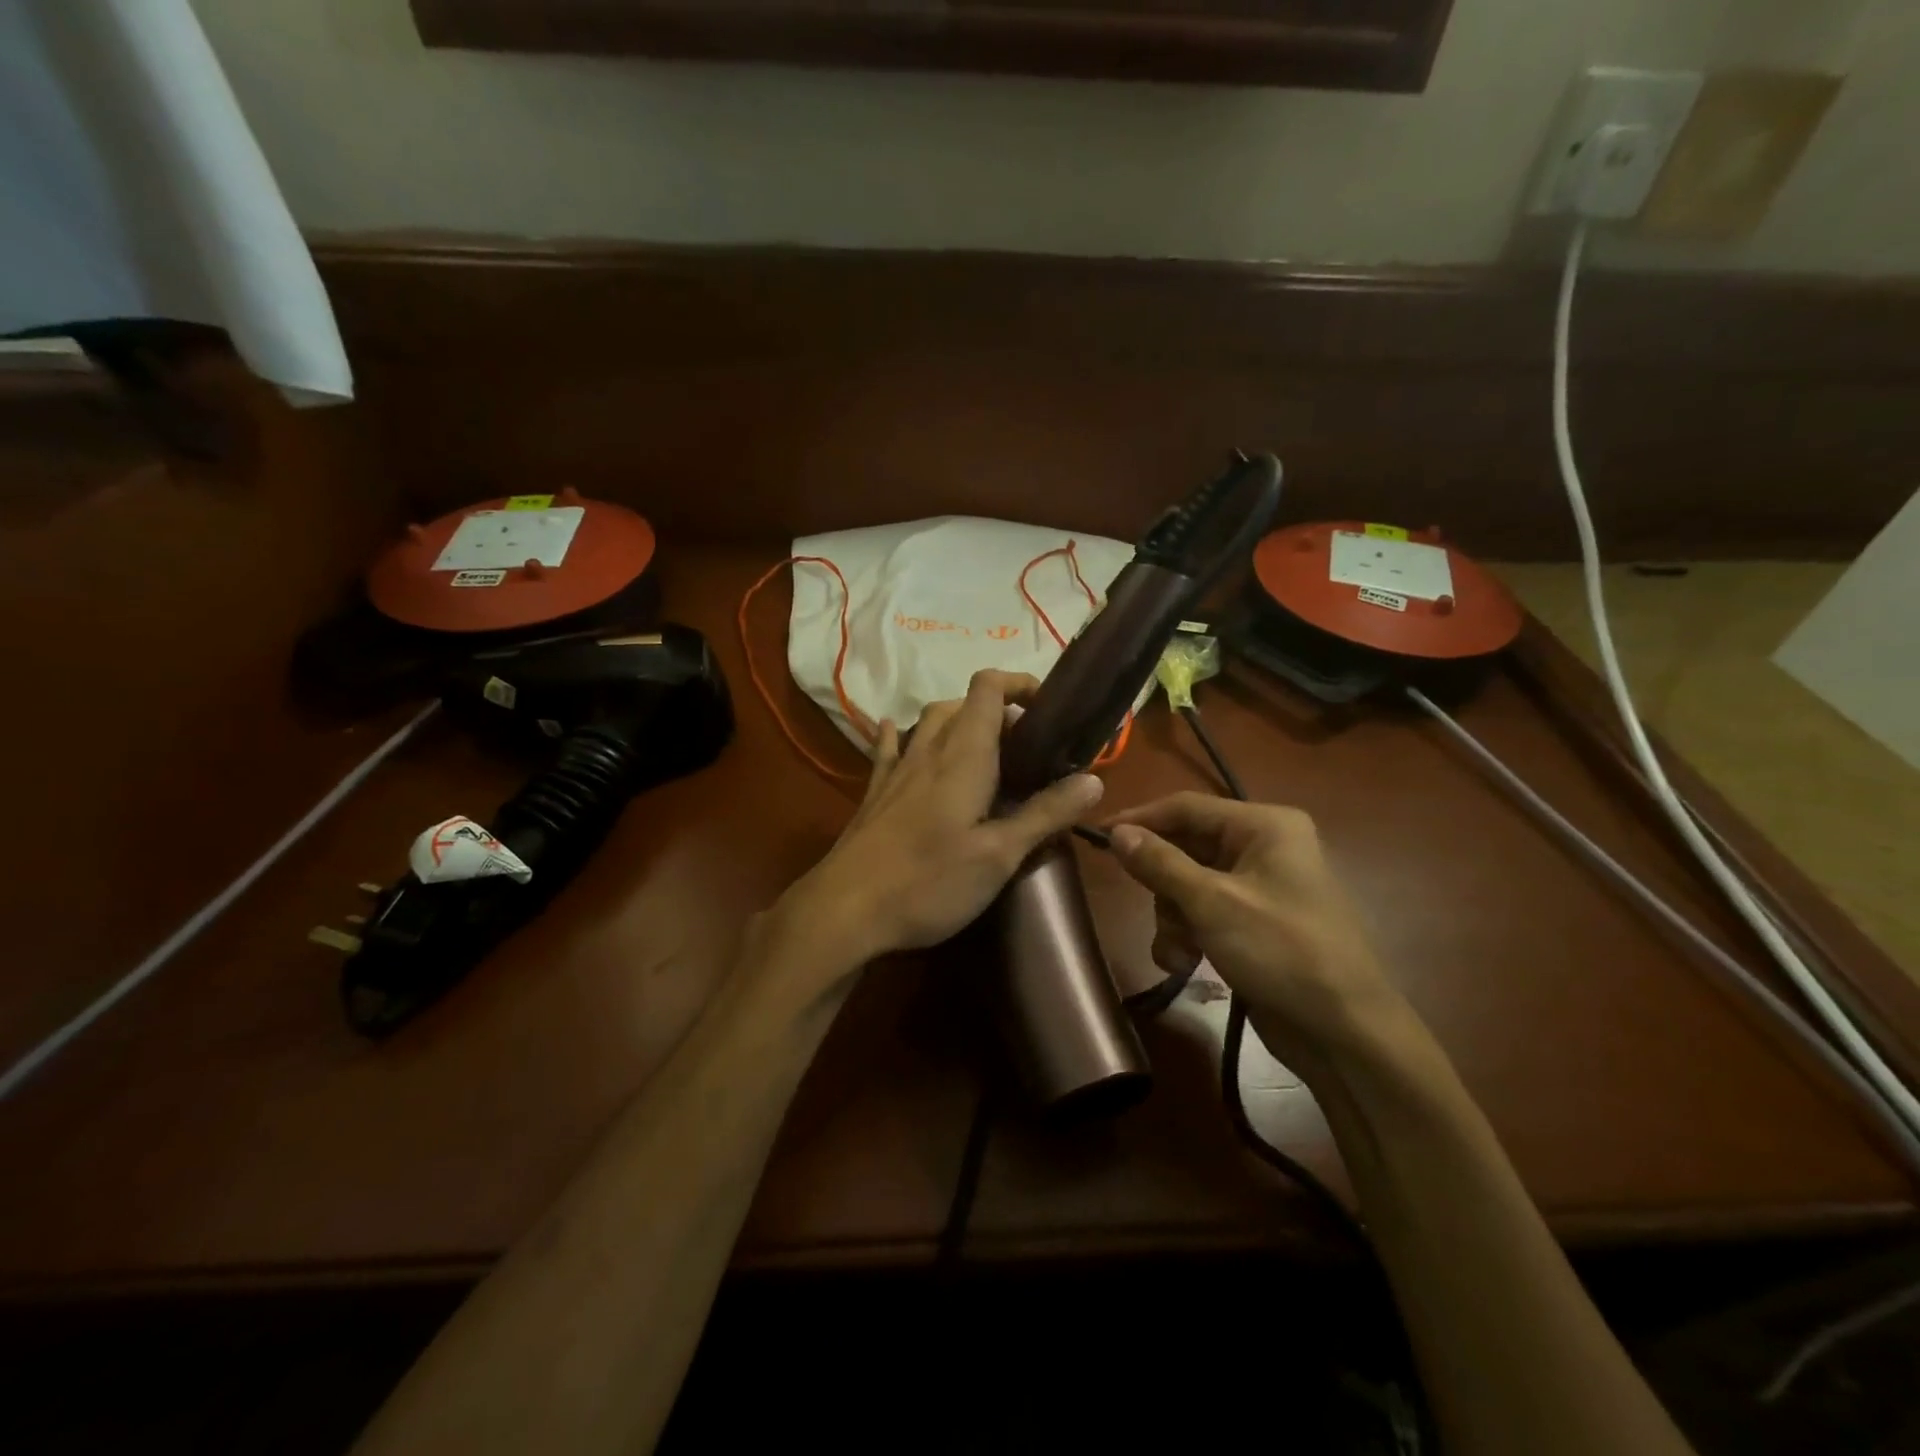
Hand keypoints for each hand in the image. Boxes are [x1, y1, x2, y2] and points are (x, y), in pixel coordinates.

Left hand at [770, 670, 1104, 976]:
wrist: (845, 908)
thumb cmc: (929, 881)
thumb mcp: (999, 855)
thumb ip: (1046, 814)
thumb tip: (1093, 781)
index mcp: (964, 756)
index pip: (988, 688)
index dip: (1019, 684)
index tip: (1048, 710)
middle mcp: (928, 750)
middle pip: (962, 704)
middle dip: (998, 712)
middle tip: (1026, 750)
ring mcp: (896, 769)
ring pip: (928, 722)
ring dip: (959, 722)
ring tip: (984, 752)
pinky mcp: (875, 793)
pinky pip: (890, 748)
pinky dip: (904, 736)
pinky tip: (899, 737)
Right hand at [1105, 793, 1405, 1070]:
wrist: (1344, 1034)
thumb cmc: (1282, 952)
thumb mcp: (1213, 904)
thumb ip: (1160, 864)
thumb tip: (1116, 832)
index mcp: (1264, 826)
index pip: (1186, 807)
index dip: (1140, 819)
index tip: (1096, 836)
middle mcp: (1262, 847)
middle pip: (1185, 848)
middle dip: (1164, 887)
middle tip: (1154, 911)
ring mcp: (1258, 886)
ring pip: (1187, 884)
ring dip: (1173, 918)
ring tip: (1178, 953)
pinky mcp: (1252, 921)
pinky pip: (1203, 912)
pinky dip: (1188, 934)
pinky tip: (1185, 963)